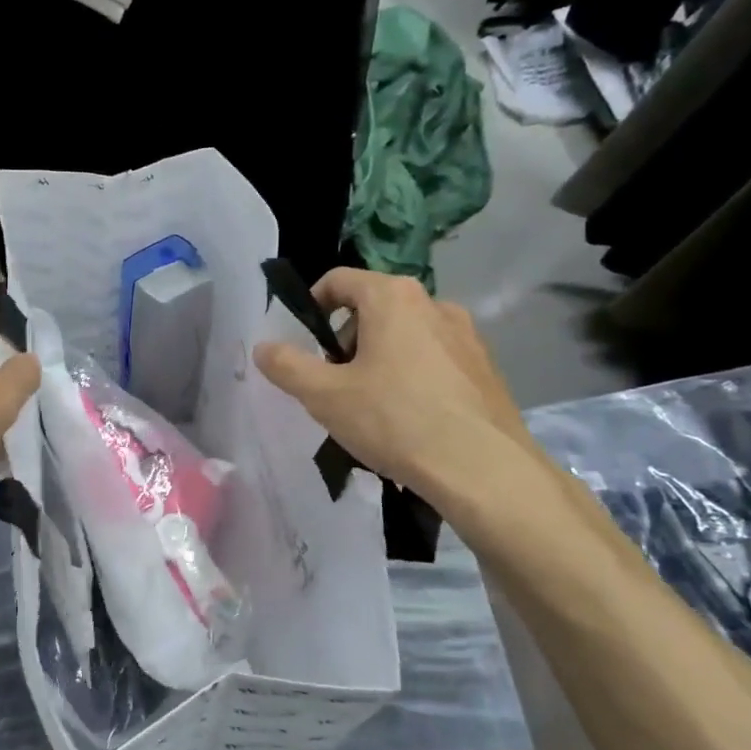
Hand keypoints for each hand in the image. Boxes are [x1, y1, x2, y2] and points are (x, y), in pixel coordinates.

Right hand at [252, 269, 533, 503]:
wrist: (483, 469)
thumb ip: (287, 366)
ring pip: (406, 335)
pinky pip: (436, 359)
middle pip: (373, 308)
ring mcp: (467, 335)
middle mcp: (434, 303)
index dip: (312, 307)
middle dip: (346, 340)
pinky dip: (414, 376)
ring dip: (380, 359)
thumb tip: (263, 347)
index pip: (339, 280)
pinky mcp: (486, 367)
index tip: (303, 344)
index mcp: (392, 297)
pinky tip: (410, 419)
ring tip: (371, 407)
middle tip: (335, 383)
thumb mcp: (324, 395)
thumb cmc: (394, 420)